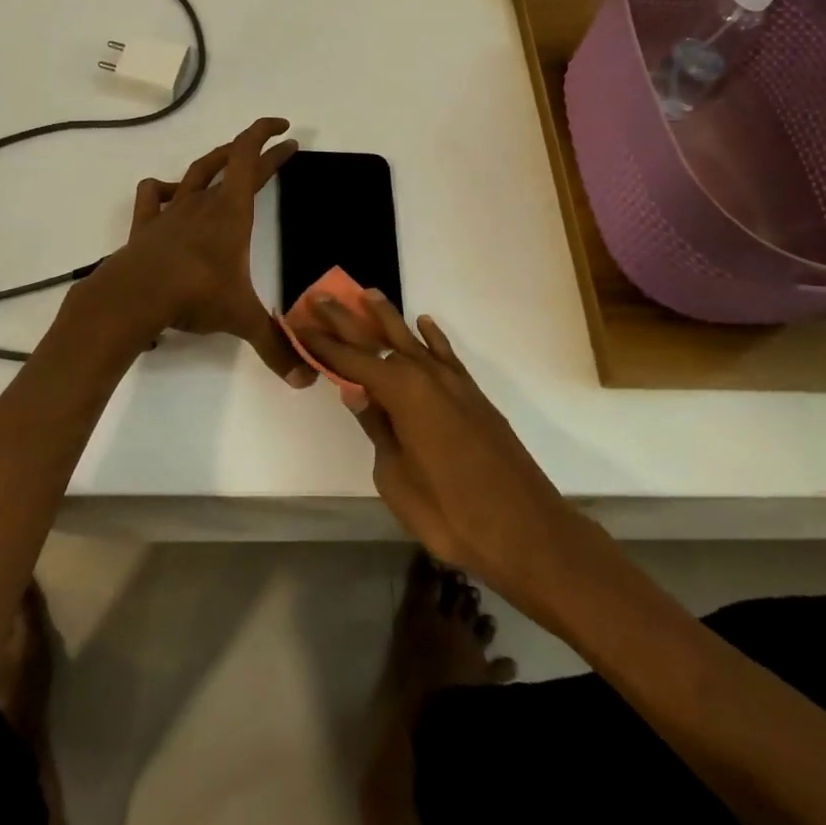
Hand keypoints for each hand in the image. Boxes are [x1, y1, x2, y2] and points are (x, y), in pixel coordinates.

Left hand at [90, 117, 306, 379]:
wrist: (134, 295)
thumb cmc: (194, 295)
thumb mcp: (240, 318)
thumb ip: (275, 346)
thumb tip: (305, 380)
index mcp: (231, 212)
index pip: (251, 158)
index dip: (268, 138)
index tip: (286, 131)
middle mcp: (203, 202)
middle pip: (231, 162)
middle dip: (256, 151)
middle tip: (276, 147)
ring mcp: (171, 210)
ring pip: (195, 171)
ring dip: (215, 160)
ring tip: (228, 159)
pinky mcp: (146, 224)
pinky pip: (154, 195)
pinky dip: (165, 188)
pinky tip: (171, 194)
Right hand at [297, 292, 585, 608]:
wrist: (526, 530)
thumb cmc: (451, 512)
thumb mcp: (396, 477)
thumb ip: (377, 430)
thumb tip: (357, 394)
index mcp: (401, 393)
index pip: (351, 362)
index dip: (322, 345)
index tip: (299, 324)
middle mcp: (426, 376)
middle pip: (378, 340)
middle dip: (347, 319)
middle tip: (320, 297)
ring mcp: (454, 384)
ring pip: (413, 340)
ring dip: (388, 318)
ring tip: (368, 294)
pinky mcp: (473, 396)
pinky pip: (447, 356)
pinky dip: (433, 338)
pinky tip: (424, 325)